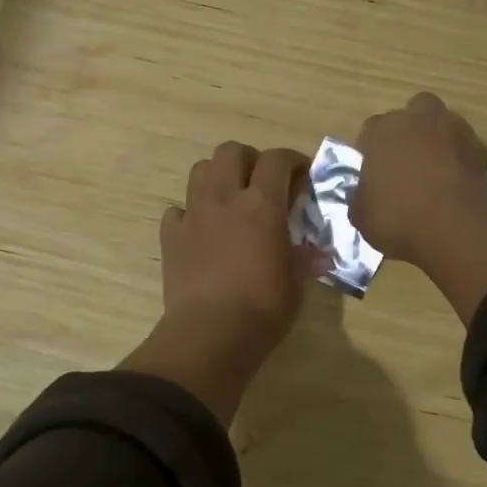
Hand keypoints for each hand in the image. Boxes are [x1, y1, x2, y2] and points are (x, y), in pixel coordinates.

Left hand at [160, 142, 310, 340]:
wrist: (211, 334)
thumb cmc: (264, 308)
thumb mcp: (297, 282)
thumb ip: (304, 257)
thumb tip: (316, 252)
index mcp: (261, 204)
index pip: (277, 160)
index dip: (292, 161)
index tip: (302, 176)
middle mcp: (224, 199)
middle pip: (231, 151)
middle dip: (249, 160)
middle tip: (262, 183)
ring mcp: (193, 215)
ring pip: (200, 170)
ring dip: (217, 177)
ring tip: (230, 200)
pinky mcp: (171, 236)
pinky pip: (177, 210)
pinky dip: (190, 213)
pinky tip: (201, 232)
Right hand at [353, 93, 486, 263]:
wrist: (456, 229)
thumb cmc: (398, 218)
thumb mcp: (361, 215)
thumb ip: (361, 195)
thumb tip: (365, 193)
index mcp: (381, 131)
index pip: (371, 130)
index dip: (372, 150)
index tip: (375, 172)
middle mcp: (416, 119)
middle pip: (411, 114)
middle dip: (408, 132)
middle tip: (407, 162)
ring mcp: (454, 129)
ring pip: (442, 124)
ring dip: (437, 141)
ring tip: (435, 171)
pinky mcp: (482, 147)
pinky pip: (465, 147)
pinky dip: (460, 158)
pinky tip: (456, 182)